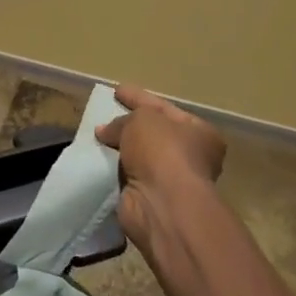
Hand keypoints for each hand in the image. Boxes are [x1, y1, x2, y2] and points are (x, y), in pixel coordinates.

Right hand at [96, 85, 225, 260]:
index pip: (163, 107)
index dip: (139, 97)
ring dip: (120, 148)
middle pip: (153, 133)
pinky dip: (114, 169)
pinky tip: (97, 160)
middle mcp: (190, 156)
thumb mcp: (141, 120)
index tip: (117, 90)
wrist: (162, 204)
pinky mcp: (150, 198)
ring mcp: (171, 180)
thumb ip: (122, 120)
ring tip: (96, 136)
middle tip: (105, 114)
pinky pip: (128, 175)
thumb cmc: (162, 152)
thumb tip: (105, 131)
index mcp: (200, 133)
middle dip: (129, 124)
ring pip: (139, 156)